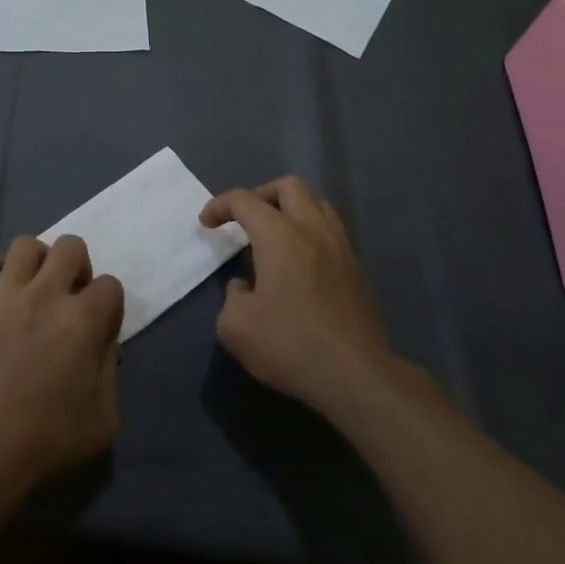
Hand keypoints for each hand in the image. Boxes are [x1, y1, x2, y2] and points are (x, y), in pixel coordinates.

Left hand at [0, 236, 124, 513]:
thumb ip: (110, 373)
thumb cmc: (50, 439)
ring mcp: (5, 299)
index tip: (101, 328)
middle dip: (78, 266)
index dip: (110, 305)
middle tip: (71, 296)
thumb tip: (106, 346)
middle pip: (70, 246)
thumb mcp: (104, 418)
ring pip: (24, 245)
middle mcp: (46, 296)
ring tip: (36, 283)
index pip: (110, 285)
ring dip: (37, 259)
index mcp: (83, 320)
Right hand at [201, 177, 400, 415]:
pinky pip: (332, 232)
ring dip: (292, 210)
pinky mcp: (358, 271)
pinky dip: (311, 233)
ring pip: (317, 205)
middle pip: (289, 187)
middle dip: (261, 195)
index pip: (245, 200)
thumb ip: (232, 296)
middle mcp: (312, 230)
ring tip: (275, 235)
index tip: (207, 223)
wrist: (356, 376)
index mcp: (279, 235)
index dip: (220, 205)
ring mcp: (340, 248)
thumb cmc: (290, 345)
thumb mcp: (236, 326)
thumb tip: (246, 287)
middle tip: (245, 220)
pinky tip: (300, 263)